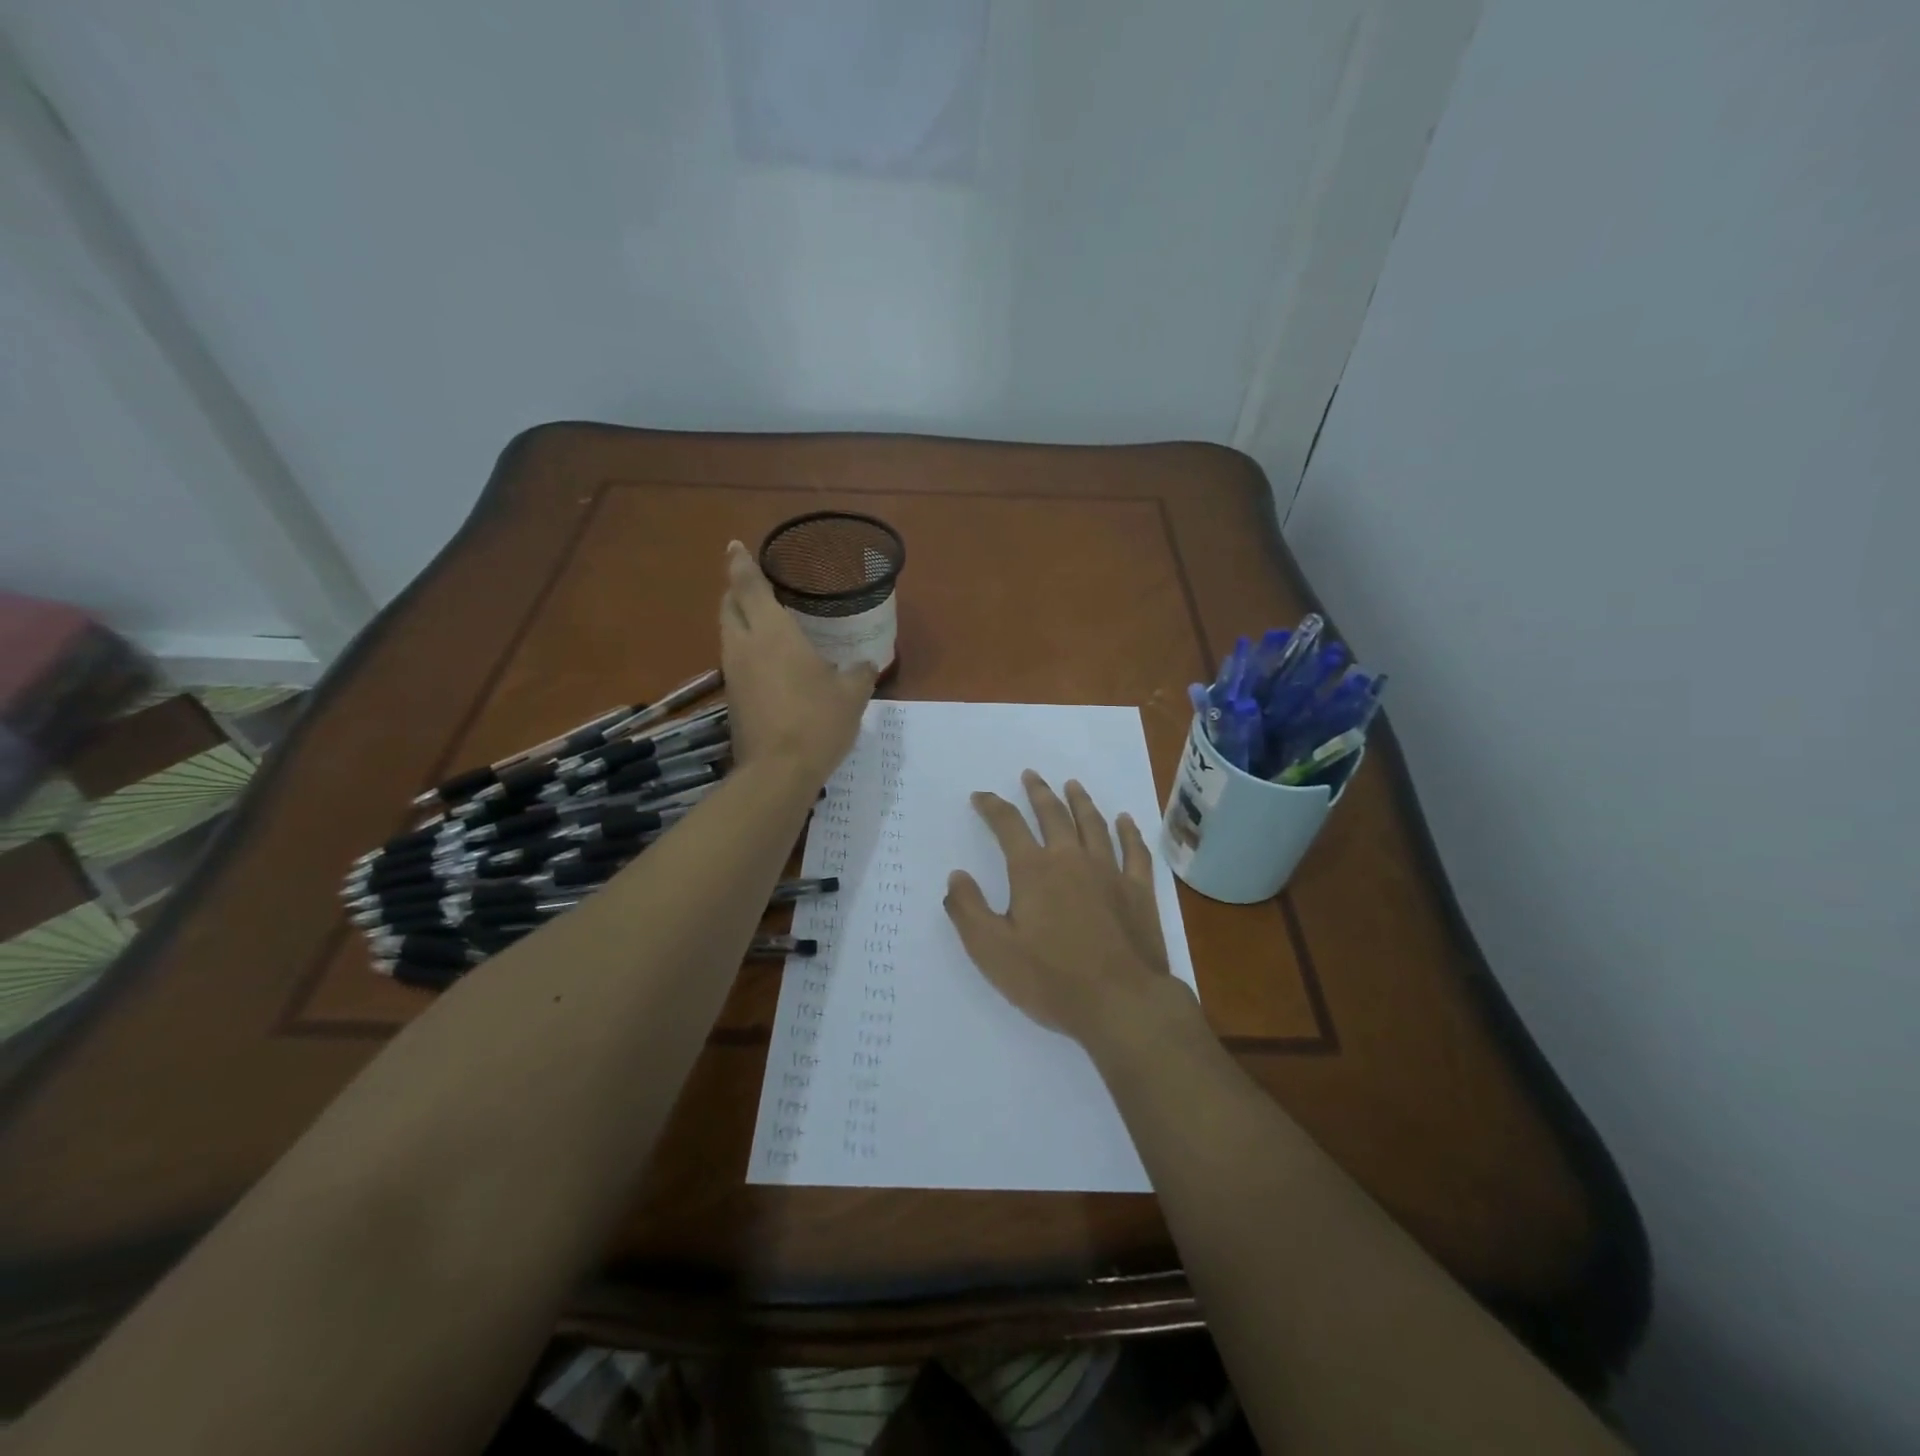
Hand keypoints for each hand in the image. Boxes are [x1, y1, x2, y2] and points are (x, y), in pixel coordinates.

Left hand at [719, 541, 875, 782]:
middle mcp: (745, 646)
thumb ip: (859, 673)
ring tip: (762, 621)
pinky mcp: (732, 699)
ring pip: (728, 635)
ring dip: (739, 621)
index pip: (749, 586)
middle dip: (736, 591)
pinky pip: (735, 661)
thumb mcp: (852, 695)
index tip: (734, 546)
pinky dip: (745, 650)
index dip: (741, 563)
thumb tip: (866, 664)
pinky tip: (767, 662)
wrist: (778, 771)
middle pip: (729, 607)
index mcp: (773, 633)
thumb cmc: (817, 721)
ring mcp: (733, 674)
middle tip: (753, 585)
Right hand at [944, 770, 1194, 1047]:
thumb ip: (968, 910)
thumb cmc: (1050, 979)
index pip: (1008, 825)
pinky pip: (1135, 851)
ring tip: (1072, 785)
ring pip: (1093, 825)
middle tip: (1031, 775)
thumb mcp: (991, 951)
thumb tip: (956, 876)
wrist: (1120, 1003)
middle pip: (1053, 814)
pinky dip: (1129, 832)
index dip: (992, 807)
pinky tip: (1126, 821)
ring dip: (1080, 802)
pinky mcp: (1139, 891)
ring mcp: (1109, 872)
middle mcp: (1071, 859)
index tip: (981, 796)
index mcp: (1033, 870)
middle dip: (1038, 792)